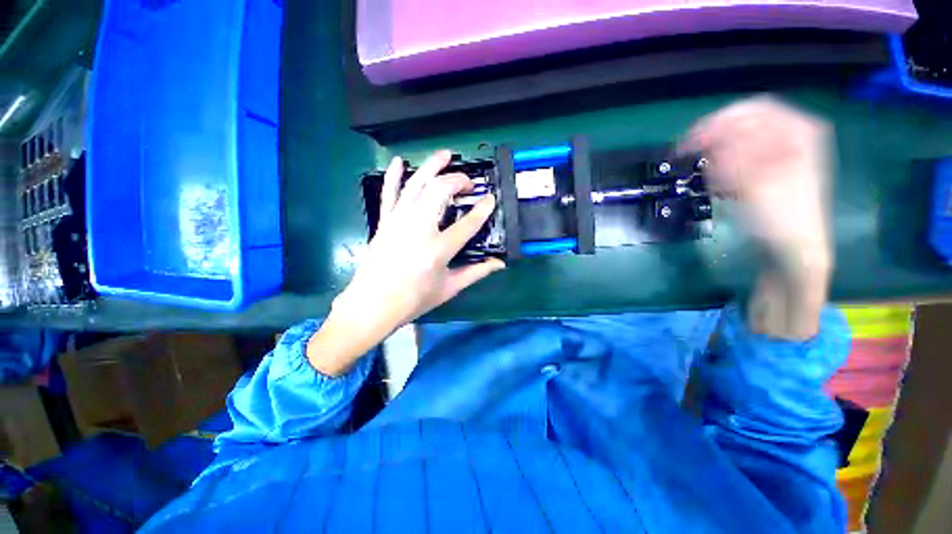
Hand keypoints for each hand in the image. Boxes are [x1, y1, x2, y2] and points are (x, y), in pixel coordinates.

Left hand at [307, 151, 504, 375]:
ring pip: (416, 184)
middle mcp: (418, 229)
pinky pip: (389, 193)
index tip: (490, 198)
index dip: (482, 209)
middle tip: (467, 183)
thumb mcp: (449, 288)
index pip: (467, 223)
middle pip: (440, 192)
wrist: (372, 305)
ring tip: (445, 155)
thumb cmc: (414, 300)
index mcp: (438, 250)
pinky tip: (399, 161)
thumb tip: (499, 264)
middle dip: (457, 180)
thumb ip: (476, 272)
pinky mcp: (384, 222)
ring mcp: (398, 222)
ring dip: (431, 166)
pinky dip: (394, 176)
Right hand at [680, 96, 833, 338]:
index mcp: (800, 133)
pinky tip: (720, 185)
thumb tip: (712, 137)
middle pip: (747, 122)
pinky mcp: (770, 172)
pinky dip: (725, 167)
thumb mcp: (761, 185)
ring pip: (741, 140)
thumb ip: (740, 156)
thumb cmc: (783, 222)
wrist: (795, 254)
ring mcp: (783, 155)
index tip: (691, 143)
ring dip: (718, 154)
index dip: (720, 122)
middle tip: (691, 156)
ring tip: (708, 176)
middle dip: (716, 137)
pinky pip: (742, 158)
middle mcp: (794, 138)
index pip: (755, 110)